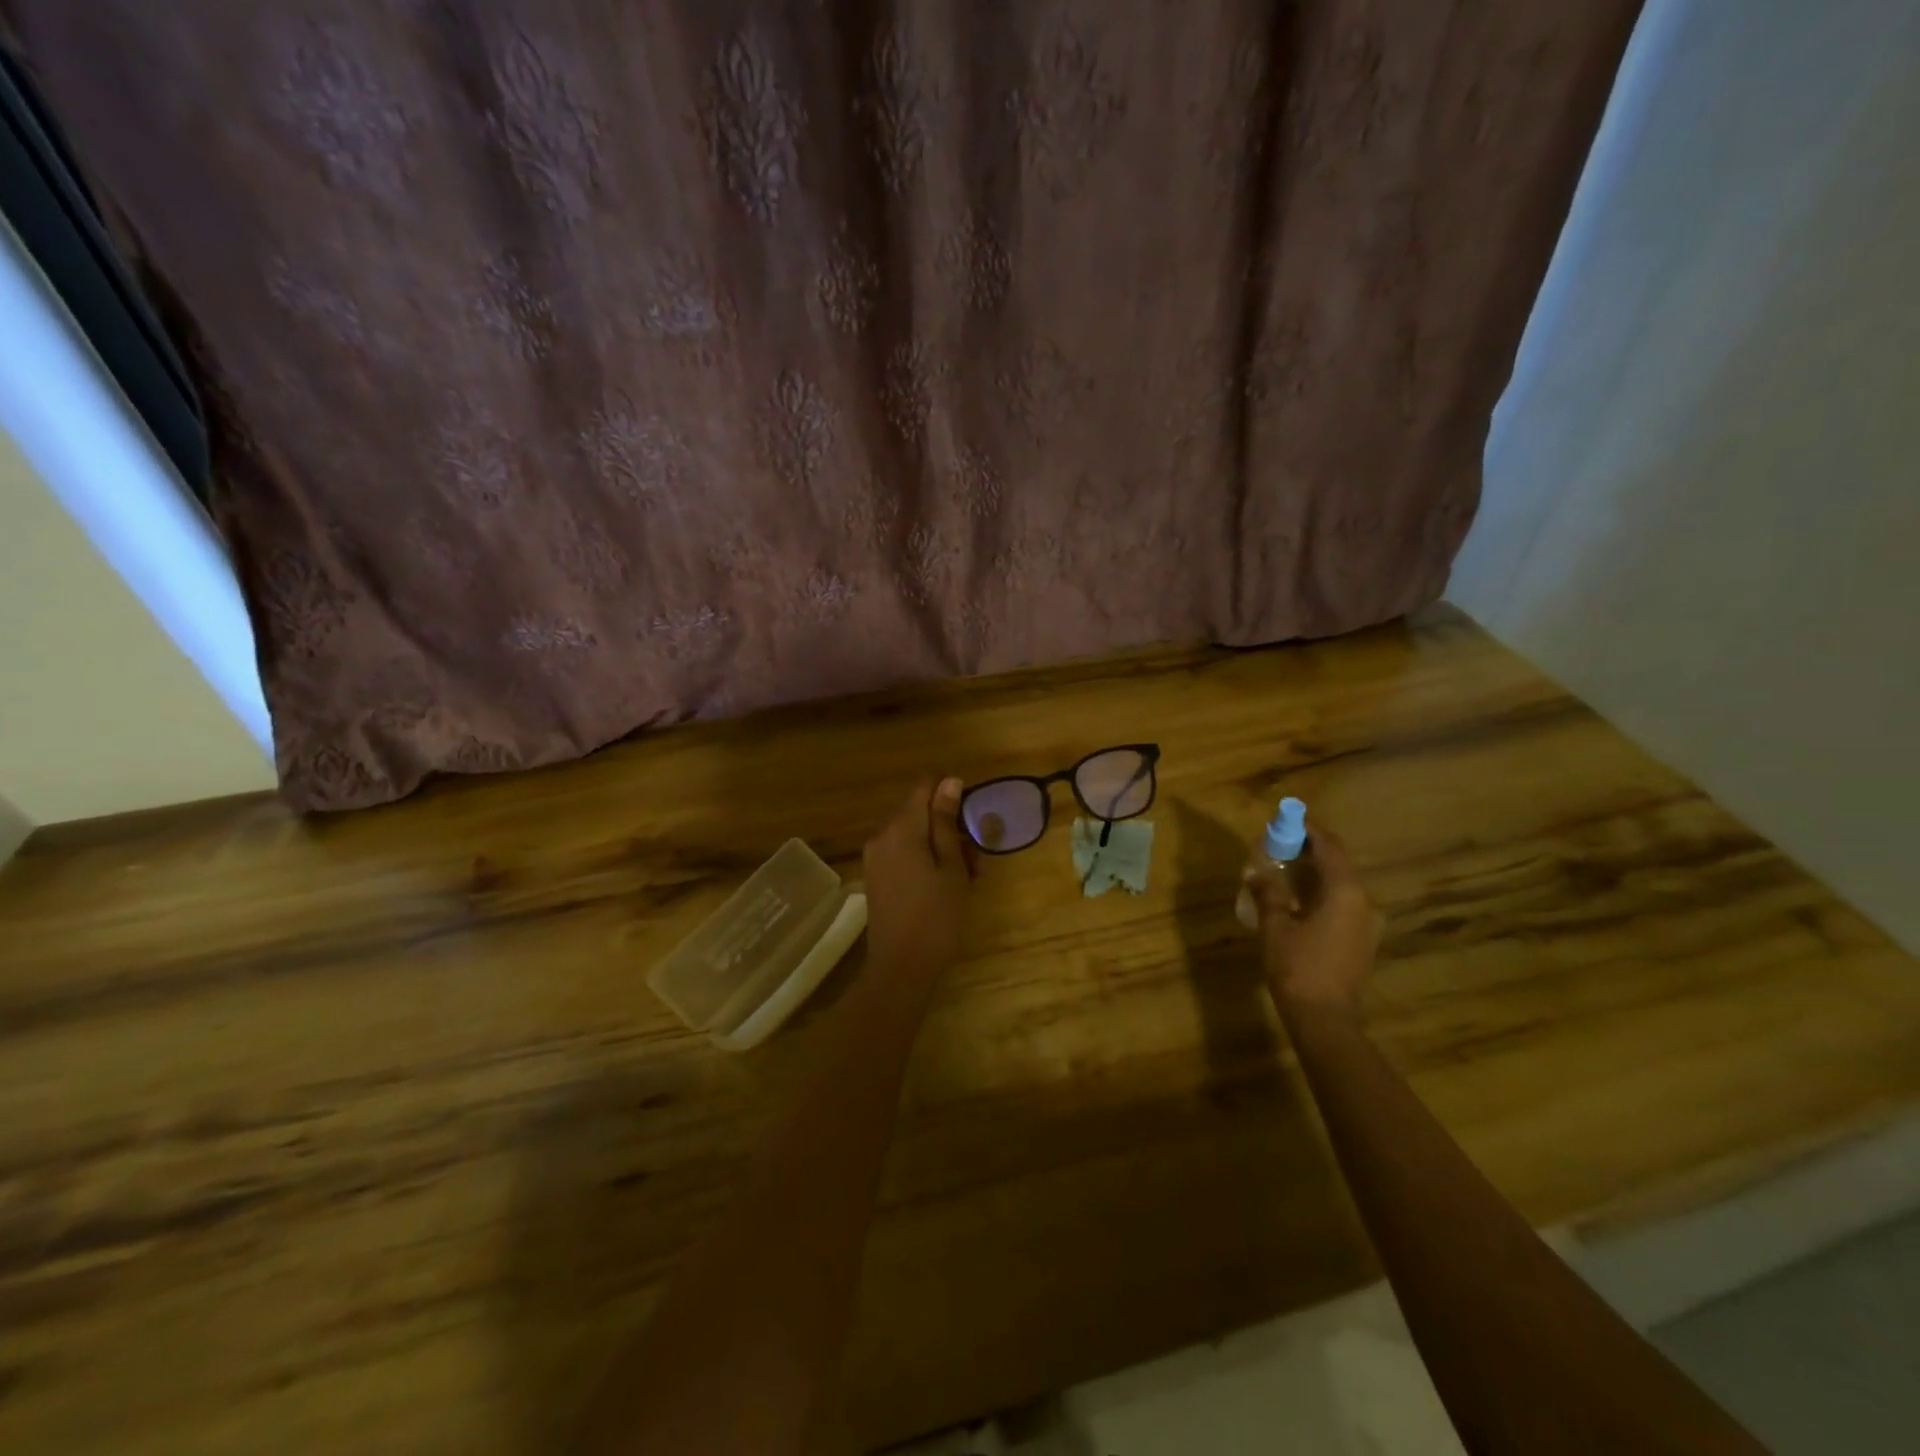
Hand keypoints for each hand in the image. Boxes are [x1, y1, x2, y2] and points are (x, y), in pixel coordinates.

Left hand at [862, 778, 974, 979]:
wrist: (901, 967)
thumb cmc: (936, 916)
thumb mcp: (951, 867)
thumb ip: (947, 822)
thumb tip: (949, 782)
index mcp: (901, 828)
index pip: (924, 787)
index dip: (950, 794)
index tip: (972, 819)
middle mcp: (882, 835)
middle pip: (918, 811)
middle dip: (949, 826)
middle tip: (976, 860)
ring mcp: (875, 857)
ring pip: (913, 834)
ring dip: (941, 845)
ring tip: (967, 877)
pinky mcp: (876, 875)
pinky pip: (903, 852)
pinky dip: (925, 859)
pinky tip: (945, 885)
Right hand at [1244, 823, 1379, 1018]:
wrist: (1324, 1018)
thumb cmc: (1298, 966)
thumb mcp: (1275, 925)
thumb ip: (1267, 892)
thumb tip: (1255, 870)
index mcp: (1345, 891)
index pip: (1329, 846)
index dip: (1308, 830)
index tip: (1286, 820)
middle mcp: (1363, 901)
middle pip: (1338, 863)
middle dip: (1309, 850)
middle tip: (1279, 844)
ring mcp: (1366, 922)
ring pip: (1340, 884)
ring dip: (1314, 872)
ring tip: (1283, 869)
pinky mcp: (1361, 940)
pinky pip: (1342, 903)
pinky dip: (1321, 892)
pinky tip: (1296, 899)